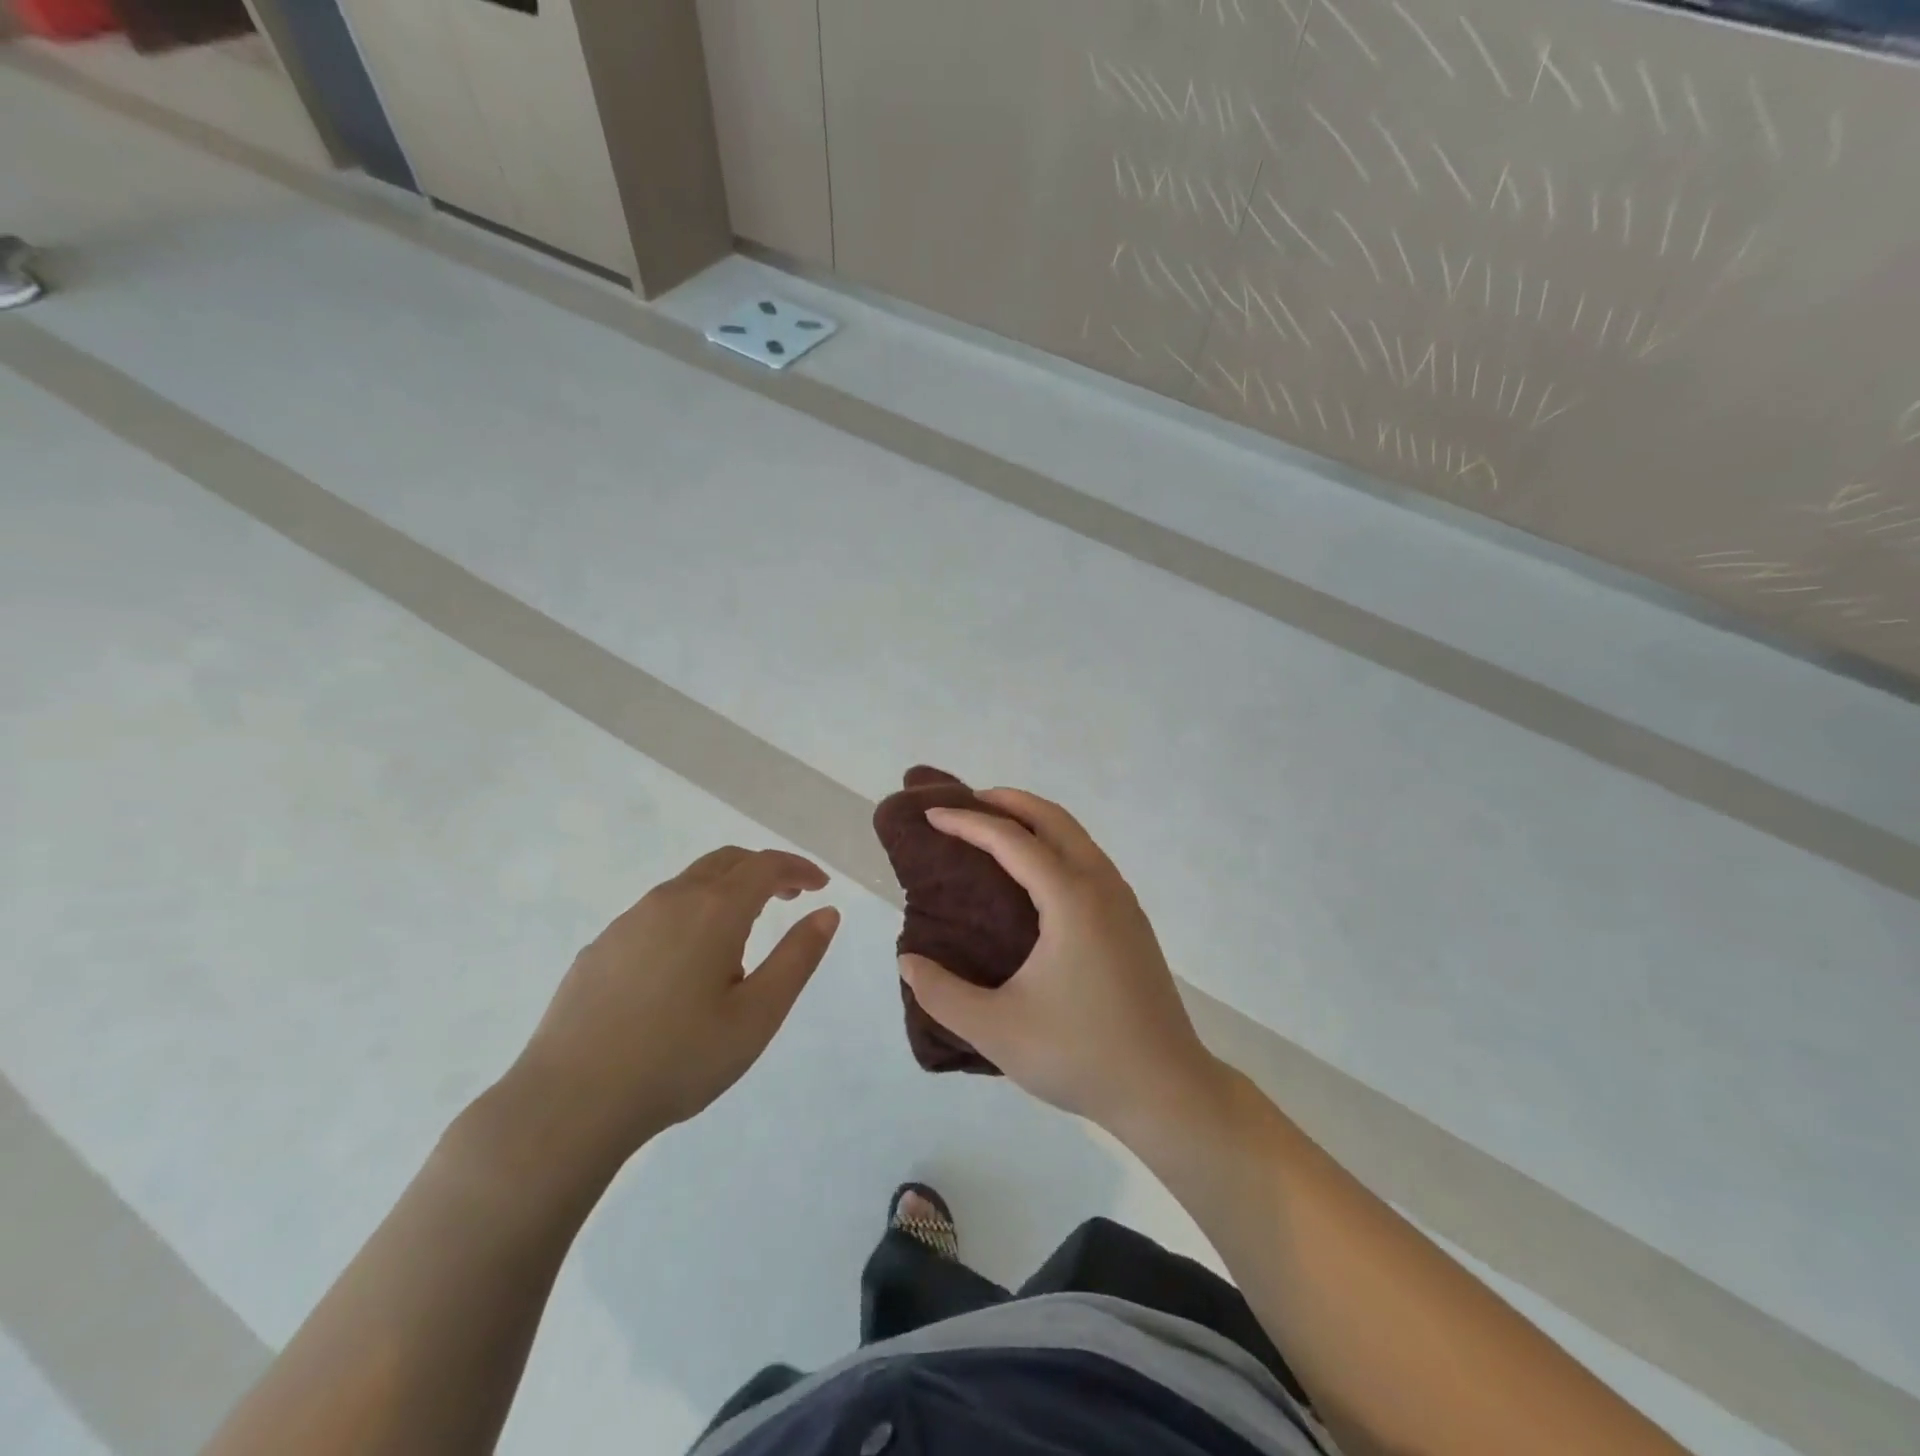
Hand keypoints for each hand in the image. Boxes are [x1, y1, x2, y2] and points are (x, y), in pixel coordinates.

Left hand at [505, 848, 839, 1173]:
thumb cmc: (679, 1060)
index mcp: (714, 910)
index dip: (798, 869)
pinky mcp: (601, 946)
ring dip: (726, 891)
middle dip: (763, 871)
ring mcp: (629, 921)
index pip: (766, 865)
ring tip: (741, 934)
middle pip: (726, 861)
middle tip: (789, 899)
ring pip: (689, 884)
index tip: (820, 886)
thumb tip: (827, 912)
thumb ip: (797, 957)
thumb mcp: (757, 1015)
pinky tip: (685, 963)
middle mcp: (671, 900)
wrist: (570, 1103)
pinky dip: (690, 914)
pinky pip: (657, 912)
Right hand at [897, 791, 1224, 1139]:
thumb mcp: (997, 1030)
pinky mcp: (1132, 921)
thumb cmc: (1080, 1055)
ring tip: (996, 831)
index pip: (1011, 840)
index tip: (932, 816)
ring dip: (1036, 821)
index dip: (968, 823)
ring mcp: (1123, 901)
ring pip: (1077, 837)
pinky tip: (1036, 876)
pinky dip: (1056, 845)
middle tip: (967, 803)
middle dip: (1008, 802)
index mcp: (1070, 899)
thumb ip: (942, 994)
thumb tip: (908, 961)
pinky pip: (1089, 860)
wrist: (1166, 1090)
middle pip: (1053, 819)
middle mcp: (1101, 886)